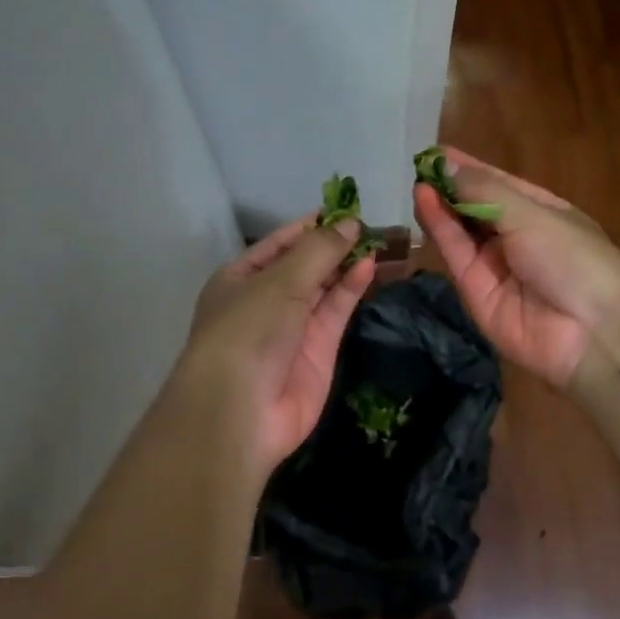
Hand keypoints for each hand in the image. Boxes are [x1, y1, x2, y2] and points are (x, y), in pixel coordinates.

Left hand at [184, 214, 374, 472]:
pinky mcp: (318, 351)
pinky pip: (336, 311)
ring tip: (378, 240)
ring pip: (324, 288)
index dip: (311, 226)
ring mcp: (293, 327)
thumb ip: (318, 250)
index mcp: (241, 278)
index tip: (345, 208)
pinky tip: (368, 266)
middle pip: (305, 265)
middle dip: (334, 245)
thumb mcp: (280, 281)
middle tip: (370, 224)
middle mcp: (266, 300)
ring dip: (347, 264)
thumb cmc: (248, 330)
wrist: (241, 410)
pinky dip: (351, 288)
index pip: (280, 244)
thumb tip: (350, 223)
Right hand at [414, 148, 619, 389]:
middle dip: (450, 187)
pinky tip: (424, 200)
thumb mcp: (531, 213)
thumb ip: (483, 190)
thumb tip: (444, 164)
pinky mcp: (474, 291)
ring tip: (418, 179)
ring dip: (440, 205)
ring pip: (460, 230)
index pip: (498, 184)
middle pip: (475, 208)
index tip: (437, 152)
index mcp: (541, 212)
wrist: (591, 331)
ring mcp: (495, 266)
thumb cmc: (573, 257)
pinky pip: (455, 254)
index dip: (469, 168)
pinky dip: (439, 228)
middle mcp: (516, 237)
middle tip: (419, 165)